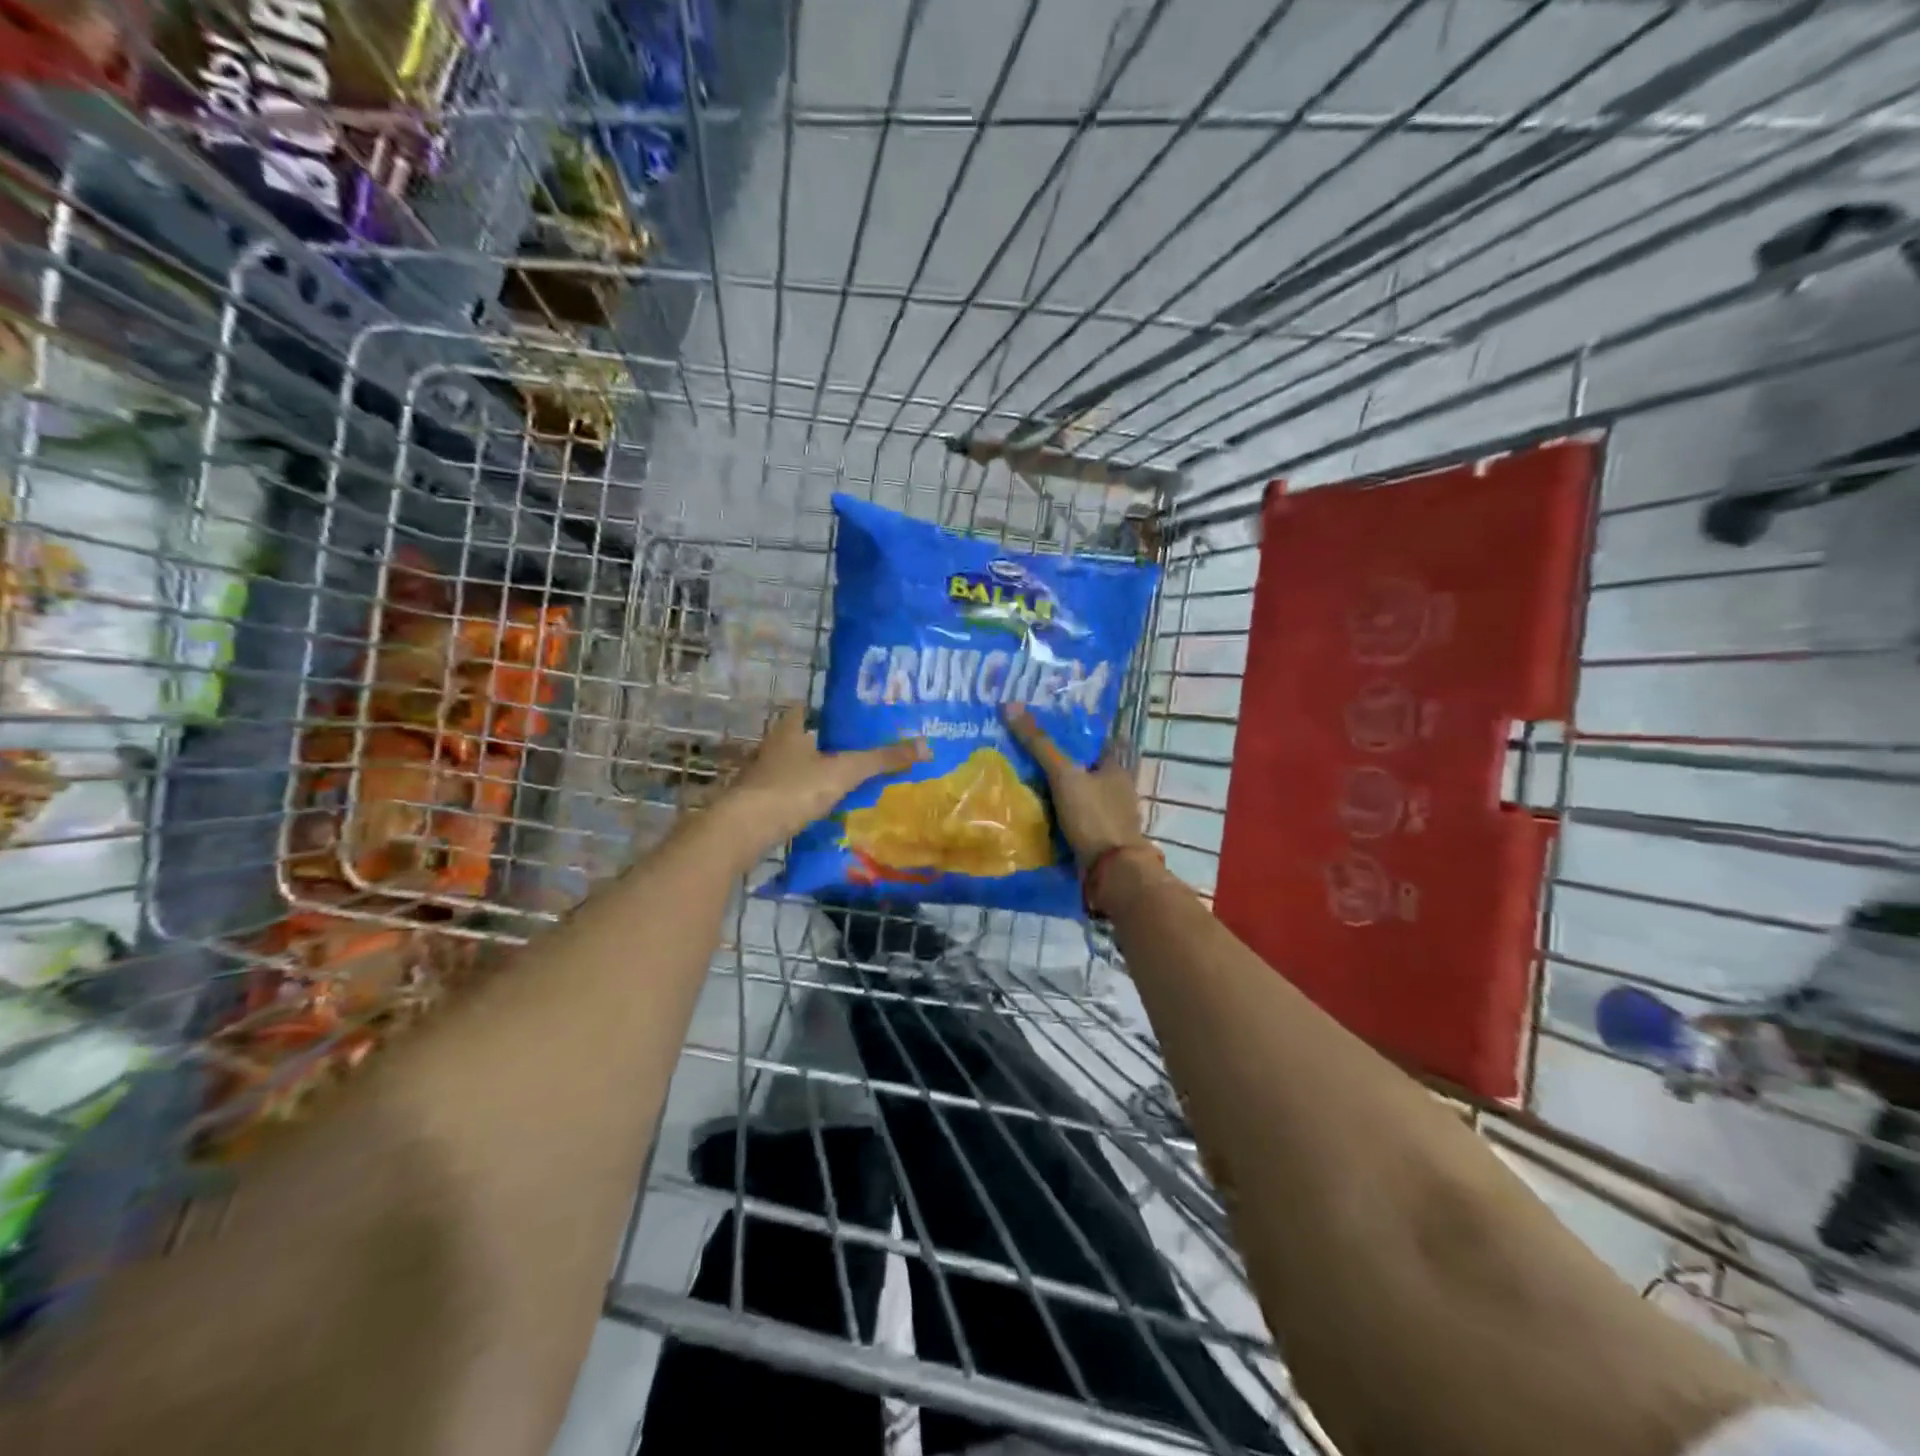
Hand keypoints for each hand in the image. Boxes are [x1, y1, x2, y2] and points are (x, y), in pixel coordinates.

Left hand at [709, 707, 926, 859]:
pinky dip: (798, 800)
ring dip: (808, 774)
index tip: (844, 717)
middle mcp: (770, 749)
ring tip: (839, 783)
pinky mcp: (753, 805)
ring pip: (788, 769)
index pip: (803, 710)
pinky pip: (782, 796)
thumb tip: (926, 745)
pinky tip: (815, 811)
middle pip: (797, 740)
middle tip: (850, 752)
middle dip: (820, 745)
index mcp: (789, 732)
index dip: (821, 710)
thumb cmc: (793, 790)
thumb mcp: (844, 773)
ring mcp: (758, 778)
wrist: (743, 830)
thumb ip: (881, 760)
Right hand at [1003, 704, 1149, 865]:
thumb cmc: (1093, 816)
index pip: (1101, 740)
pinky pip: (1076, 819)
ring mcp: (1110, 815)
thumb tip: (1011, 705)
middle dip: (1066, 762)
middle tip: (1033, 752)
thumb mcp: (1064, 775)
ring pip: (1082, 794)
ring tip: (1028, 780)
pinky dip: (1060, 815)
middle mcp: (1117, 789)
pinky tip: (1038, 813)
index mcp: (1117, 768)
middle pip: (1089, 768)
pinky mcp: (1098, 837)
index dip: (1080, 731)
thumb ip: (1040, 744)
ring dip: (1062, 790)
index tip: (1055, 724)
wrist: (1111, 871)